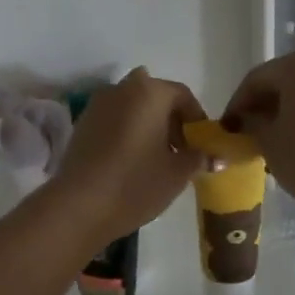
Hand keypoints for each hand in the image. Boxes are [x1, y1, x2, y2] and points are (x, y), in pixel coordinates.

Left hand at [51, 68, 206, 242]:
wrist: (79, 206)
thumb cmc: (136, 184)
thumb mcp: (177, 173)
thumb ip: (198, 158)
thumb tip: (215, 157)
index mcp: (150, 92)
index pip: (182, 95)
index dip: (197, 119)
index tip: (202, 144)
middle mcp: (121, 89)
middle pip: (155, 97)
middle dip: (170, 119)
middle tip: (180, 150)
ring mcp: (97, 105)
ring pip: (132, 107)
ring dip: (147, 124)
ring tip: (156, 158)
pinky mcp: (81, 124)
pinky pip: (113, 120)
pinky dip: (126, 131)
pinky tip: (131, 161)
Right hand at [222, 51, 294, 215]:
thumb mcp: (266, 139)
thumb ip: (251, 122)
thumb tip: (247, 119)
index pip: (257, 79)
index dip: (237, 104)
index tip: (226, 128)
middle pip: (284, 82)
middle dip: (263, 106)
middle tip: (246, 133)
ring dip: (286, 112)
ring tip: (270, 141)